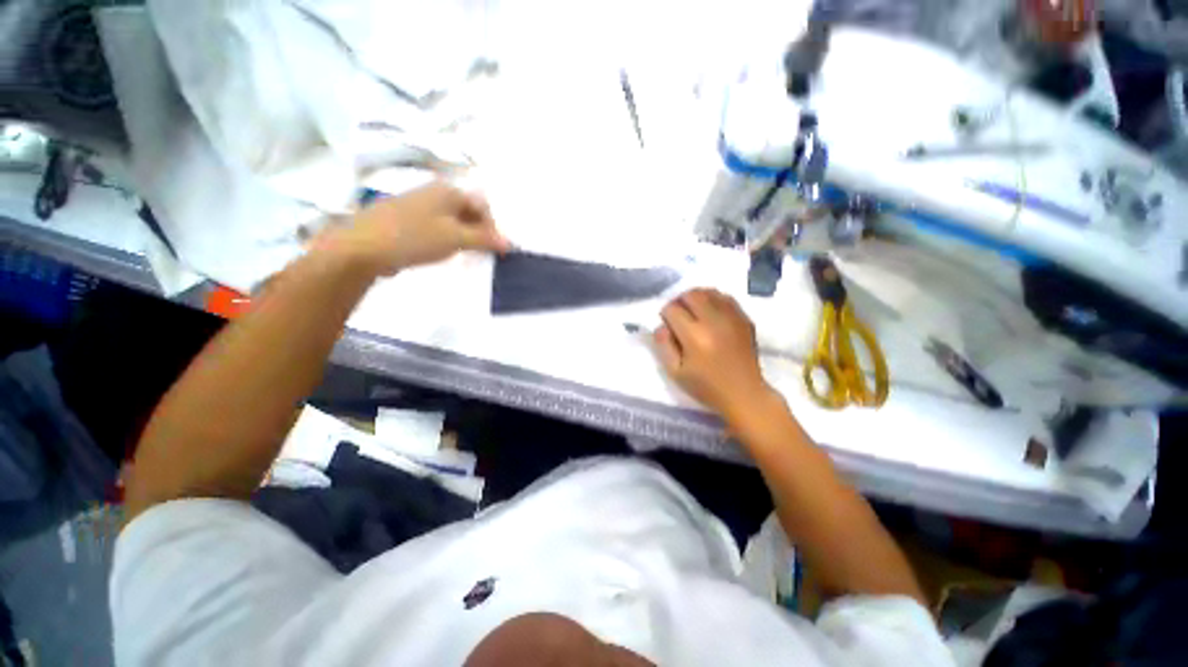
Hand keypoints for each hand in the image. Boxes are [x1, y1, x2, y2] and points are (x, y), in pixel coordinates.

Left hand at [317, 181, 509, 275]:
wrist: (361, 246)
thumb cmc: (415, 237)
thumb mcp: (456, 238)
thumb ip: (485, 239)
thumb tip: (510, 243)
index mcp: (448, 190)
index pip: (482, 205)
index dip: (492, 227)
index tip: (494, 250)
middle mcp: (433, 192)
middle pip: (468, 210)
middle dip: (479, 232)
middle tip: (481, 253)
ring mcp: (417, 204)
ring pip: (452, 219)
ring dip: (463, 236)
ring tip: (462, 254)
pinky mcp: (405, 218)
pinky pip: (435, 225)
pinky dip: (445, 238)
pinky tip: (440, 252)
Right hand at [653, 289, 776, 421]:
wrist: (744, 394)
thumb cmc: (706, 386)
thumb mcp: (675, 372)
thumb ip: (663, 345)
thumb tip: (661, 325)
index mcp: (695, 336)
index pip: (672, 309)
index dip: (665, 315)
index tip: (668, 325)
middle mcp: (714, 321)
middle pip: (691, 294)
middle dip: (680, 301)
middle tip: (679, 316)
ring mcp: (732, 318)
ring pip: (709, 292)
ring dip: (697, 298)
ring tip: (694, 313)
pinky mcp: (744, 319)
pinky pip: (725, 298)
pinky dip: (714, 301)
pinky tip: (711, 315)